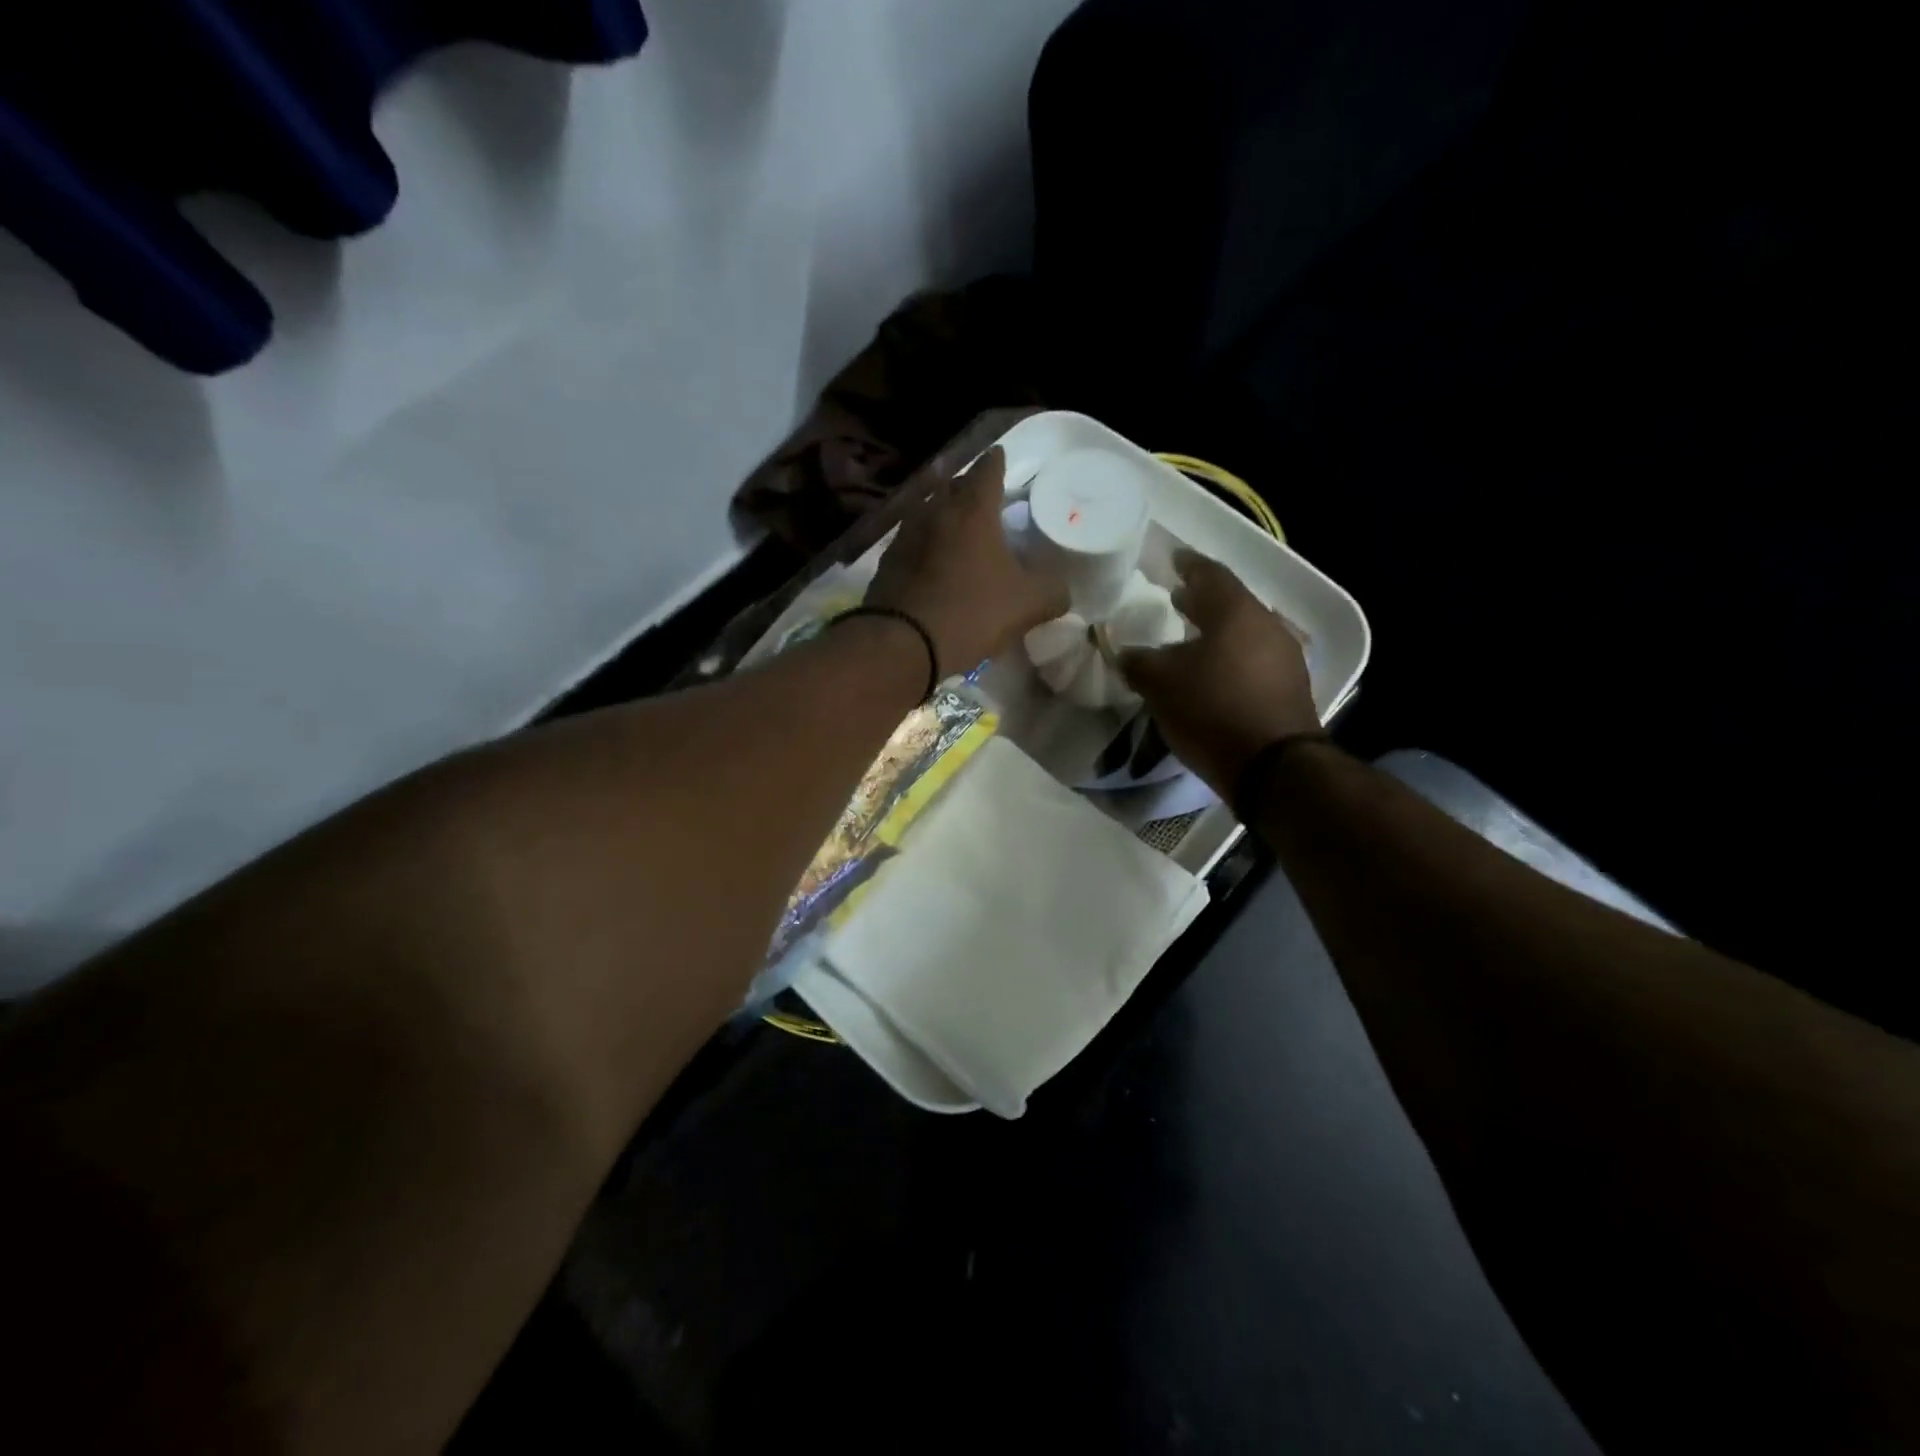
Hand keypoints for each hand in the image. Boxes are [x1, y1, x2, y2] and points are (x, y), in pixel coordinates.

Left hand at [867, 447, 1068, 676]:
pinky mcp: (887, 562)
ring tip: (957, 525)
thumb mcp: (1027, 605)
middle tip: (982, 494)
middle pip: (952, 485)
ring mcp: (906, 535)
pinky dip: (925, 543)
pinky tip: (931, 559)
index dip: (996, 461)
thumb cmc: (971, 613)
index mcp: (973, 511)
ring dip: (943, 513)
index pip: (987, 470)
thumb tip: (1062, 589)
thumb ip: (1052, 591)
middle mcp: (936, 512)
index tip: (1000, 456)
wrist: (903, 643)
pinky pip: (912, 541)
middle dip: (968, 485)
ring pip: (928, 511)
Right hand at [1119, 549, 1320, 795]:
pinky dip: (1230, 657)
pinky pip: (1254, 659)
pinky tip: (1212, 673)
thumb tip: (1125, 652)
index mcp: (1236, 613)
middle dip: (1201, 600)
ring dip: (1216, 631)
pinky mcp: (1290, 688)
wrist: (1273, 767)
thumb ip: (1139, 662)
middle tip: (1177, 598)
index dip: (1189, 564)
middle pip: (1231, 603)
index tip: (1173, 559)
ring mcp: (1284, 657)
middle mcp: (1267, 626)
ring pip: (1244, 633)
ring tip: (1189, 639)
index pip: (1211, 574)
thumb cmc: (1212, 710)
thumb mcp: (1161, 684)